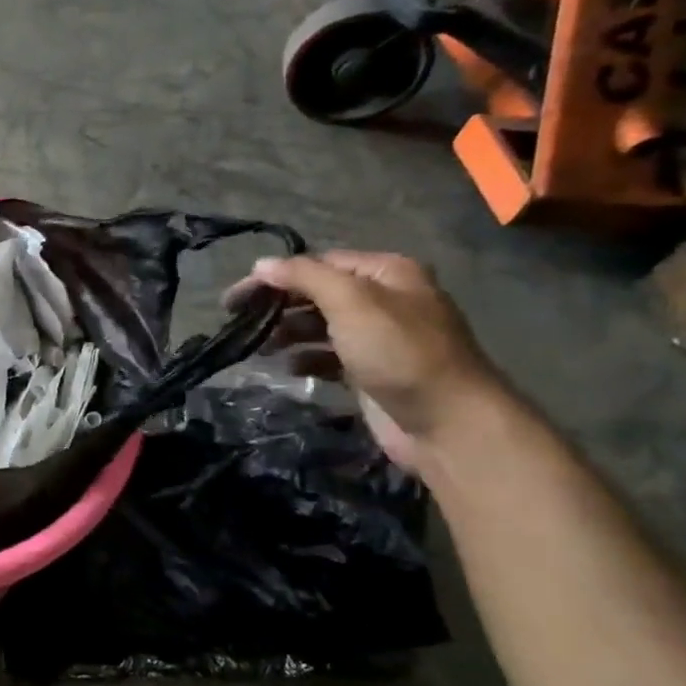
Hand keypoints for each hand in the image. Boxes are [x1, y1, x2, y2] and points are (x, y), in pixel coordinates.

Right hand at [231, 250, 503, 472]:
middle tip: (239, 320)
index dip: (276, 275)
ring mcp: (379, 337)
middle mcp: (384, 299)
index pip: (318, 263)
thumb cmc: (398, 353)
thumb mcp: (351, 302)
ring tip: (260, 347)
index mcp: (386, 273)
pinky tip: (289, 369)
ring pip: (319, 326)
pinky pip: (328, 356)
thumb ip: (304, 277)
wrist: (448, 423)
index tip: (237, 297)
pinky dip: (305, 359)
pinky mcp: (371, 371)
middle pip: (317, 293)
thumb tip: (261, 265)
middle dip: (279, 304)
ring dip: (287, 333)